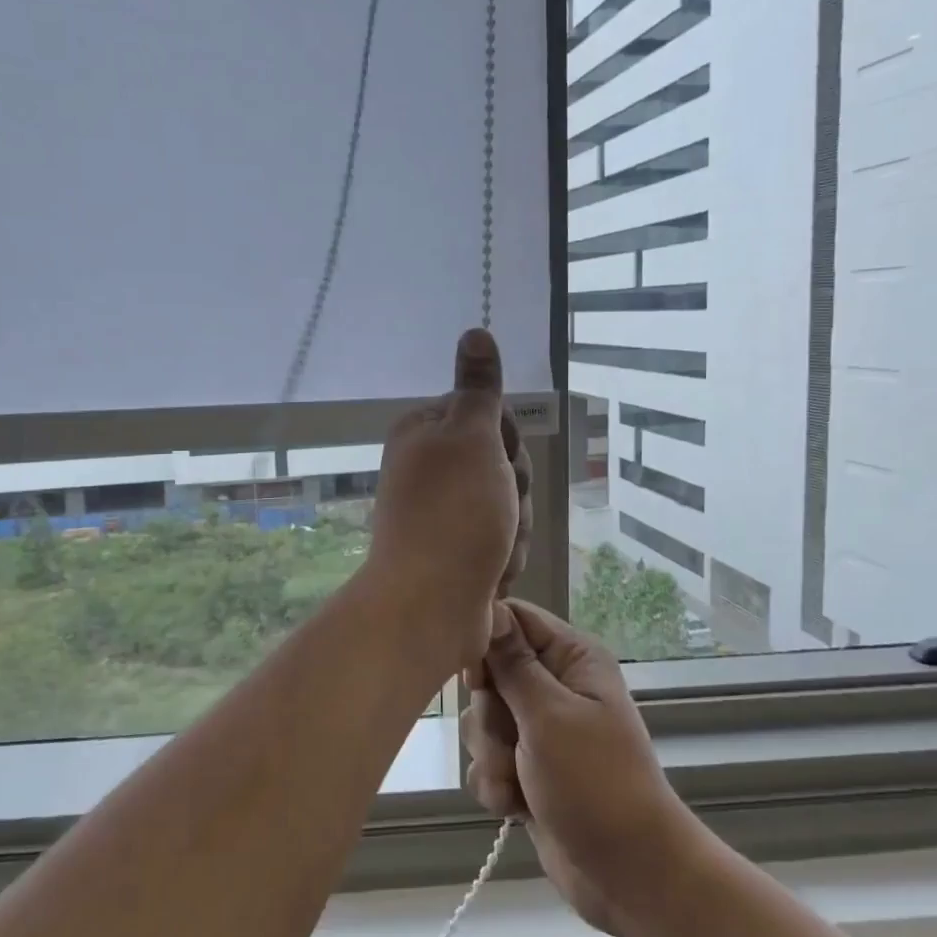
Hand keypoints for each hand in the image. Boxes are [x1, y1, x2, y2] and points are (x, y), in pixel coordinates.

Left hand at [365, 329, 531, 670]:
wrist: (429, 607)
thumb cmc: (454, 514)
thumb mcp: (472, 437)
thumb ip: (479, 387)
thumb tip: (475, 329)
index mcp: (423, 431)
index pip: (490, 415)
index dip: (506, 441)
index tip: (498, 461)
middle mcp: (429, 466)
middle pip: (502, 461)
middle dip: (513, 490)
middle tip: (497, 510)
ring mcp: (442, 511)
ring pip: (508, 504)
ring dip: (513, 529)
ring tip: (494, 550)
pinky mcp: (456, 550)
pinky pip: (501, 541)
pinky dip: (504, 557)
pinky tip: (491, 573)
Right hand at [463, 598, 691, 936]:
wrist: (629, 875)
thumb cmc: (595, 783)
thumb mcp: (549, 715)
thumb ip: (511, 663)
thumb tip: (488, 606)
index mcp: (571, 658)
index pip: (512, 619)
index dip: (485, 642)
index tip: (476, 677)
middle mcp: (554, 685)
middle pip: (489, 673)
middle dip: (490, 716)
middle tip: (513, 741)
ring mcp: (540, 729)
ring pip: (482, 721)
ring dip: (492, 756)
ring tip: (519, 782)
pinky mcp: (527, 768)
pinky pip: (487, 760)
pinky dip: (496, 783)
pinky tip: (516, 806)